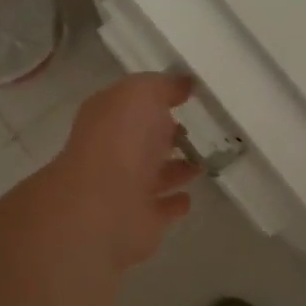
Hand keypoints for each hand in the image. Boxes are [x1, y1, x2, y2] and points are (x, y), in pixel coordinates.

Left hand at [48, 73, 198, 269]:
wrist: (104, 205)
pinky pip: (161, 209)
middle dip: (164, 135)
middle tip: (193, 130)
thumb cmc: (121, 138)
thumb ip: (163, 86)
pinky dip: (173, 203)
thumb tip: (183, 83)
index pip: (131, 105)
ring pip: (153, 175)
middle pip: (141, 141)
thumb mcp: (142, 93)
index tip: (185, 96)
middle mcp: (112, 152)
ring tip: (201, 162)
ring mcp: (124, 189)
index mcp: (107, 118)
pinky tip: (189, 197)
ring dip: (174, 170)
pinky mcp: (139, 221)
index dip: (155, 98)